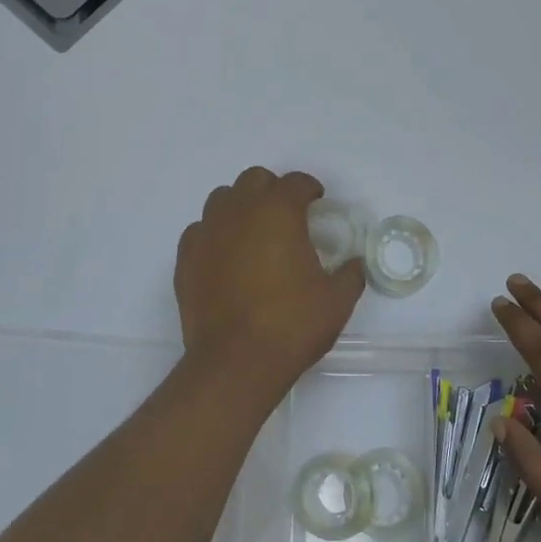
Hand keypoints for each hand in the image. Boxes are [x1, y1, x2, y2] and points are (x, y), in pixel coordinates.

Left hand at [175, 168, 365, 394]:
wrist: (236, 362)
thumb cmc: (291, 325)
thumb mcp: (337, 301)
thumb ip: (350, 275)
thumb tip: (354, 265)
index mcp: (278, 212)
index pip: (295, 182)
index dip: (309, 188)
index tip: (317, 201)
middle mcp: (239, 212)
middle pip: (254, 180)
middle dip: (273, 190)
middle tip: (287, 215)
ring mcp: (207, 233)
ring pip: (222, 199)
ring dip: (241, 206)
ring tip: (254, 232)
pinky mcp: (186, 259)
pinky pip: (200, 231)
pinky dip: (216, 234)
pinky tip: (226, 256)